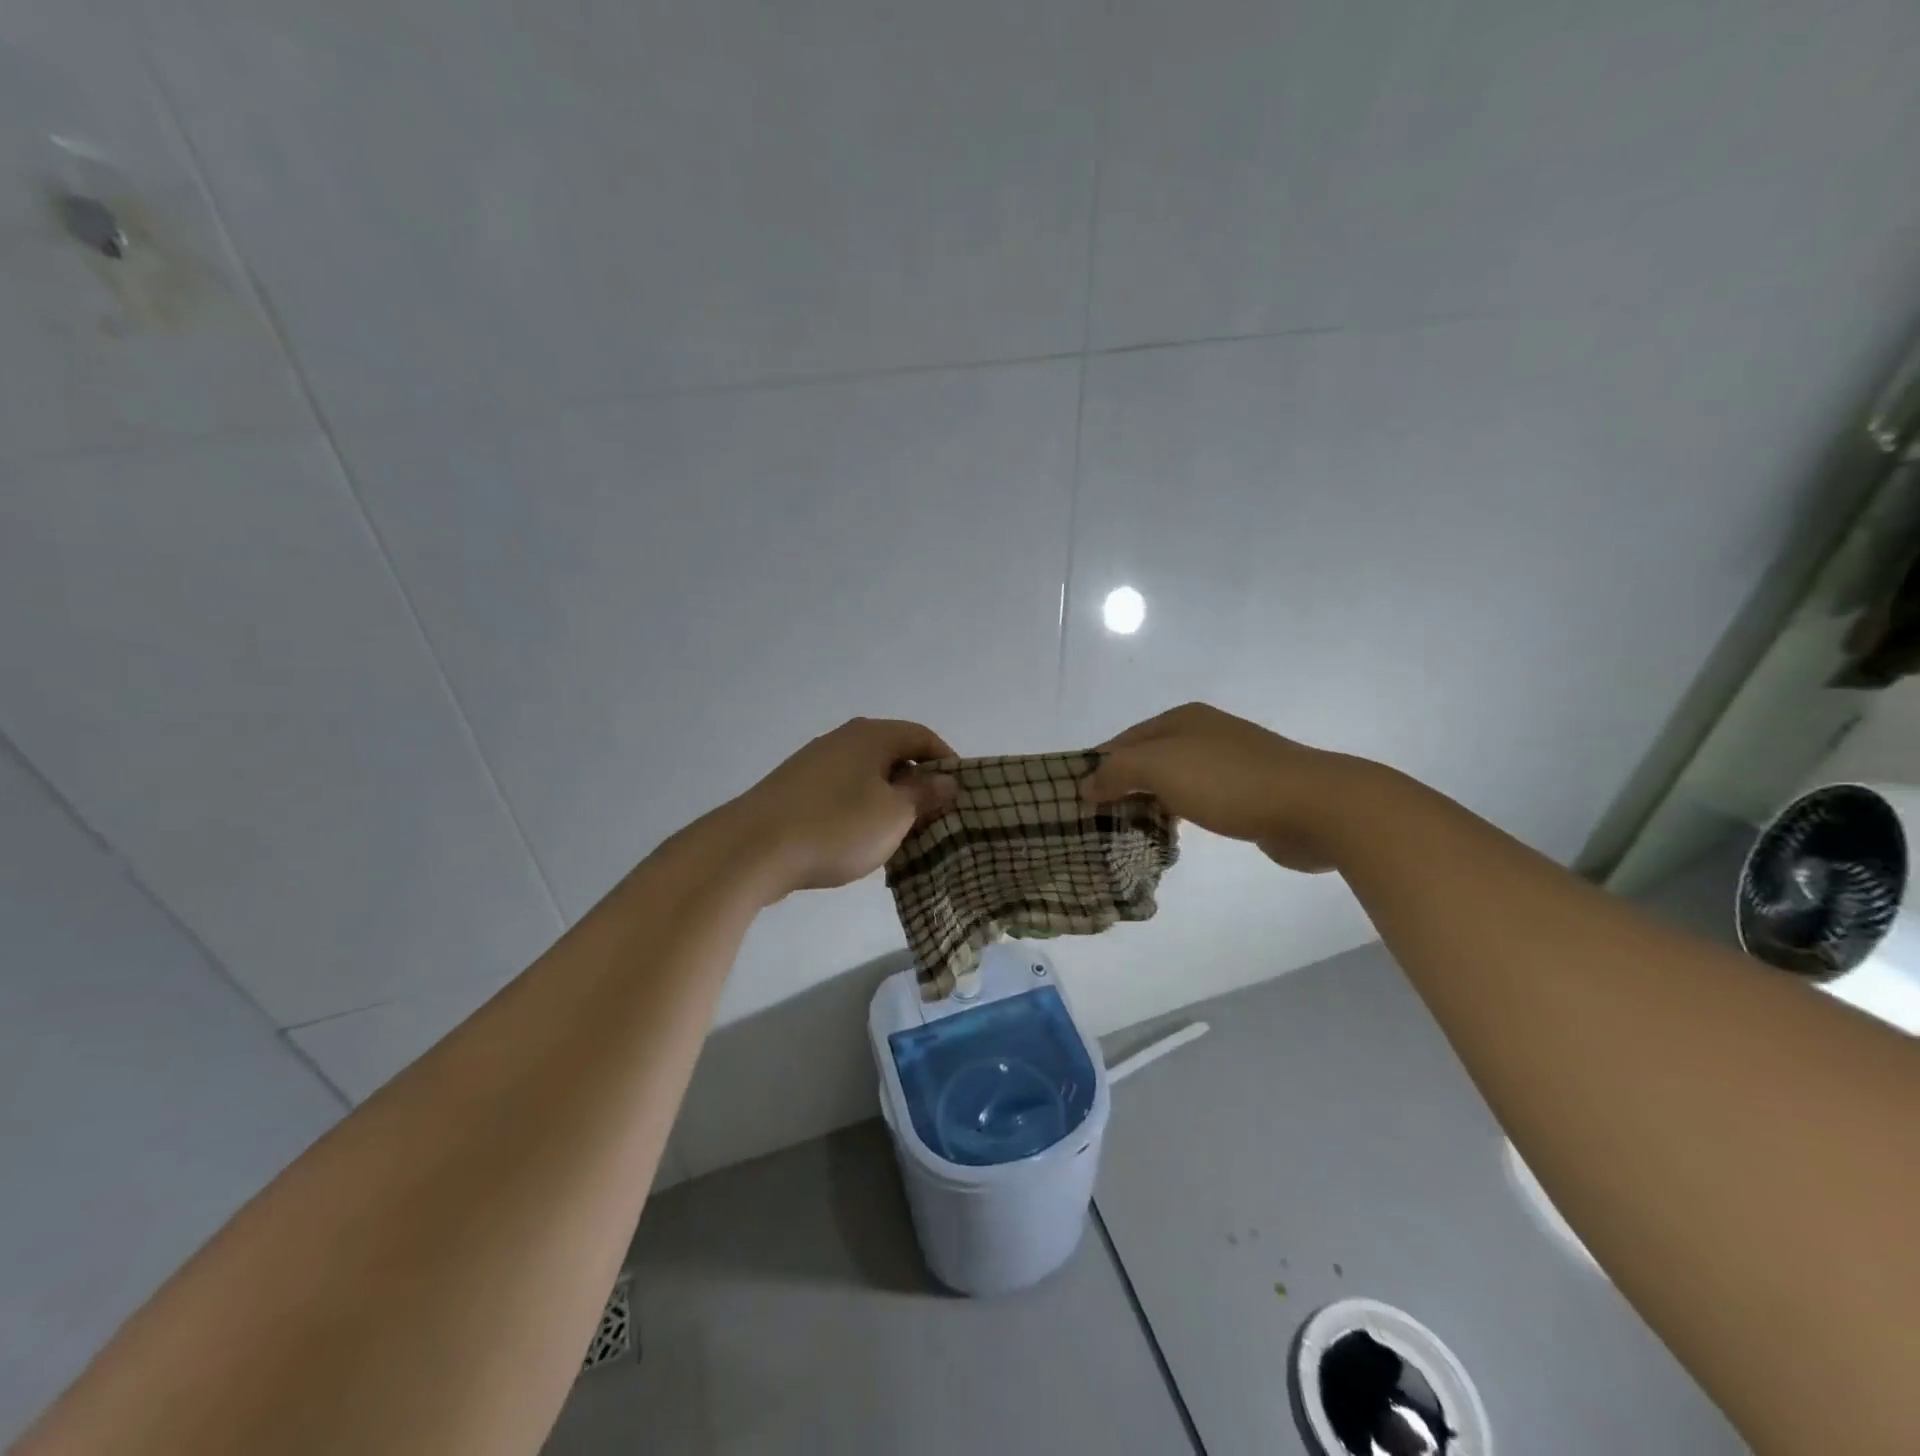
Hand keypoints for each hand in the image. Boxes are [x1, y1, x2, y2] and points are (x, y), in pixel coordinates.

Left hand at [731, 718, 957, 896]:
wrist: (752, 849)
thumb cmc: (836, 826)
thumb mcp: (894, 814)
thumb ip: (925, 794)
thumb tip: (945, 779)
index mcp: (872, 735)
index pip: (923, 736)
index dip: (947, 763)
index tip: (959, 796)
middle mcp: (843, 739)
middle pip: (894, 755)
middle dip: (917, 786)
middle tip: (933, 820)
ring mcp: (815, 762)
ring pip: (867, 777)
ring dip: (888, 802)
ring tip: (899, 837)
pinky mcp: (795, 788)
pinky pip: (842, 793)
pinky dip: (859, 811)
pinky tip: (858, 842)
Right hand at [1079, 703, 1347, 871]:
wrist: (1315, 806)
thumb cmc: (1230, 781)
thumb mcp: (1161, 767)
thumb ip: (1119, 772)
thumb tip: (1086, 784)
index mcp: (1182, 719)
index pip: (1124, 740)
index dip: (1098, 765)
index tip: (1075, 798)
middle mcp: (1204, 734)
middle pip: (1148, 759)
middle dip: (1122, 786)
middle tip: (1095, 820)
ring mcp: (1229, 763)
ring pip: (1173, 782)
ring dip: (1149, 803)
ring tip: (1124, 832)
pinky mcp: (1248, 795)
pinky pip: (1198, 802)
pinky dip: (1178, 815)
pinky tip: (1169, 835)